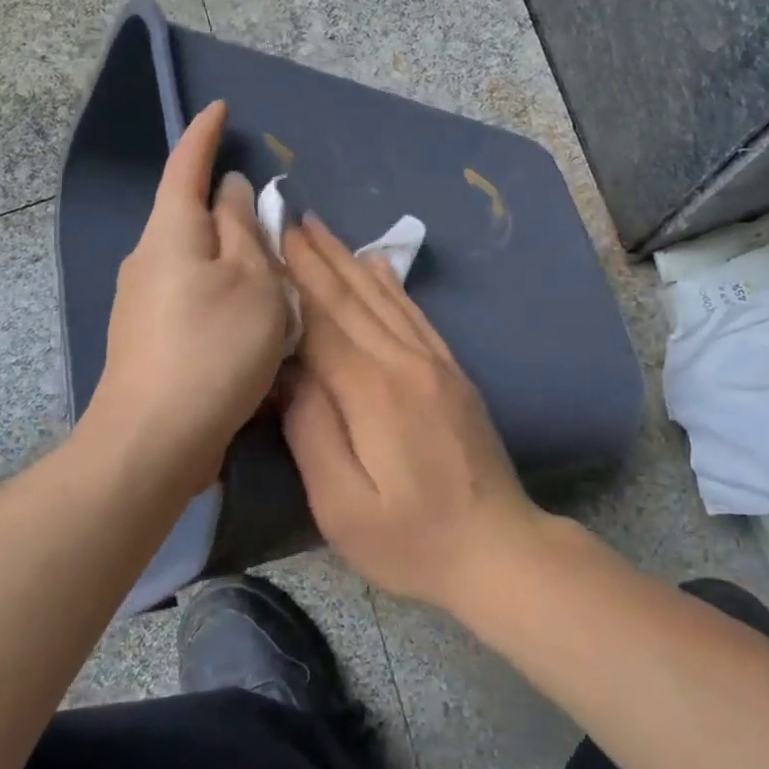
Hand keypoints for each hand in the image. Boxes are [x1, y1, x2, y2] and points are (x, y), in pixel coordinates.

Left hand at [83, 101, 287, 499]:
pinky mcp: (147, 336)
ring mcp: (141, 300)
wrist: (154, 439)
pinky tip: (245, 317)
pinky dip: (220, 290)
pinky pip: (190, 293)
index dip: (204, 134)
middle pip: (189, 214)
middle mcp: (148, 257)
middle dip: (225, 205)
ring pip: (194, 258)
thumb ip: (244, 229)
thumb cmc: (214, 349)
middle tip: (269, 212)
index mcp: (172, 232)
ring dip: (228, 255)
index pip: (186, 165)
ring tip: (269, 273)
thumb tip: (230, 191)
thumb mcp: (252, 281)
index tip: (219, 109)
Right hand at [280, 214, 539, 609]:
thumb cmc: (412, 540)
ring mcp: (435, 364)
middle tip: (289, 217)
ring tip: (322, 229)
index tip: (268, 242)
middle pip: (352, 299)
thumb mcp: (343, 506)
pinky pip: (416, 316)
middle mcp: (405, 363)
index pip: (321, 323)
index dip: (291, 282)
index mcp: (373, 391)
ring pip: (384, 299)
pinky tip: (378, 265)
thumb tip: (289, 372)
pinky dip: (392, 285)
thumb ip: (311, 432)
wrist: (500, 550)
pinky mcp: (453, 374)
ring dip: (348, 261)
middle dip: (317, 257)